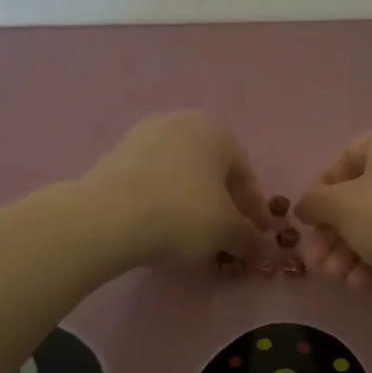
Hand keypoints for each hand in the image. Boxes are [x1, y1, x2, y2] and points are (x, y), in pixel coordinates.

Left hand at [81, 111, 273, 269]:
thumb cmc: (183, 213)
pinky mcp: (115, 159)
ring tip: (198, 241)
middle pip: (212, 173)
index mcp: (214, 130)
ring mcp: (142, 138)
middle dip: (224, 208)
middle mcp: (179, 124)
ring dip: (195, 208)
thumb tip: (263, 248)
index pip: (245, 173)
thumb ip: (250, 238)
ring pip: (182, 179)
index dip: (255, 210)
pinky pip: (153, 185)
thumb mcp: (227, 231)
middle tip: (229, 239)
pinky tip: (166, 233)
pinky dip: (166, 207)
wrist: (108, 218)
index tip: (258, 237)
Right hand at [294, 125, 371, 292]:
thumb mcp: (341, 205)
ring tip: (335, 277)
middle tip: (316, 261)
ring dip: (346, 252)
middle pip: (356, 197)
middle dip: (332, 234)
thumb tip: (304, 207)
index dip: (320, 191)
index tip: (306, 220)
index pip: (344, 160)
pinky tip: (359, 283)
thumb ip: (314, 202)